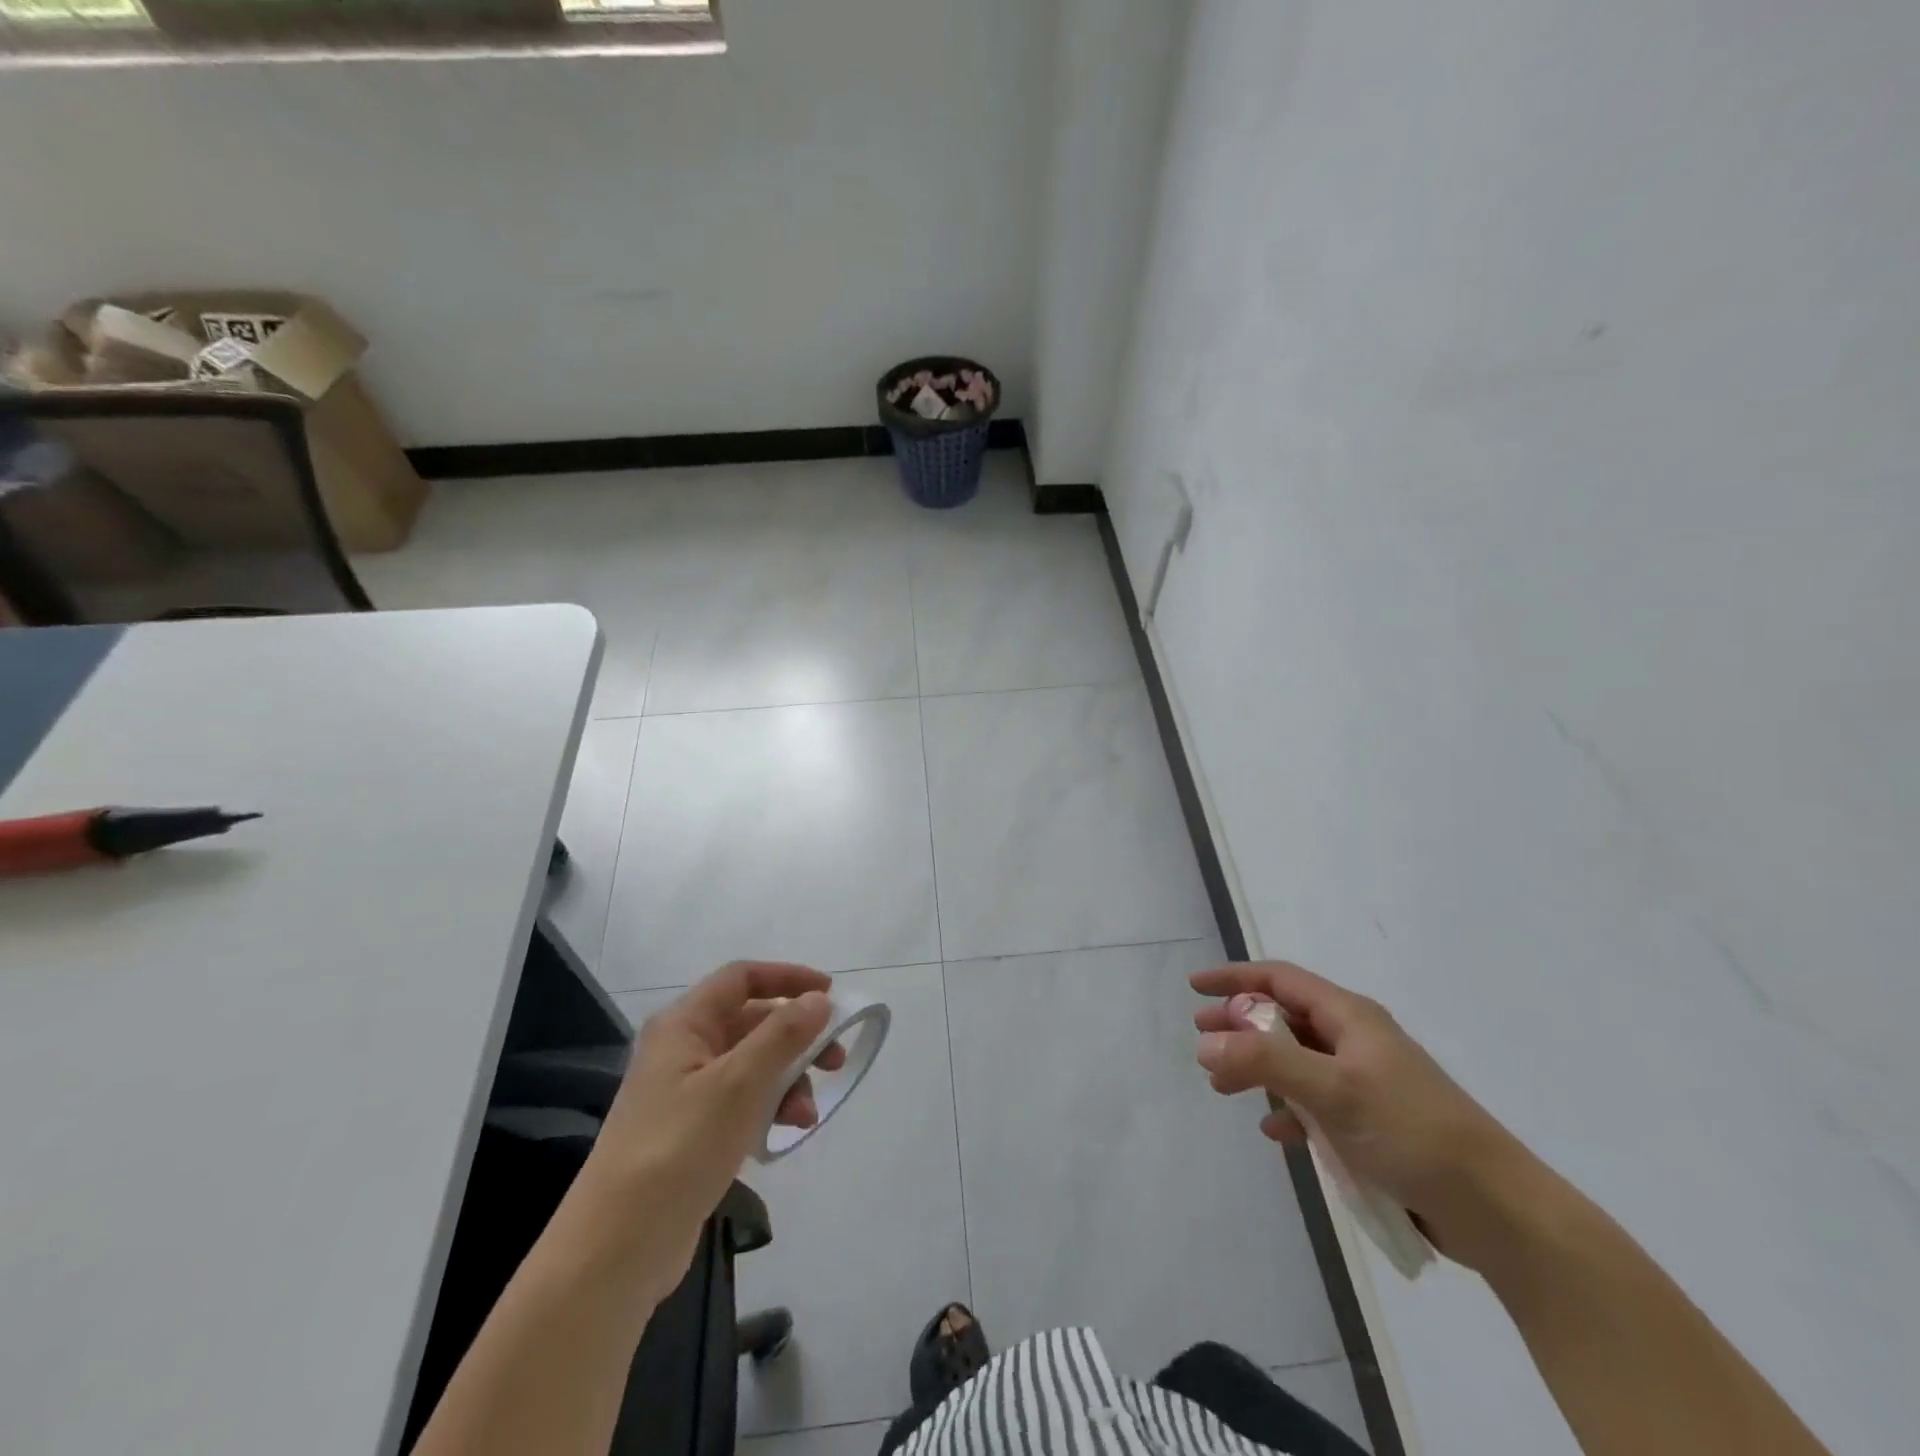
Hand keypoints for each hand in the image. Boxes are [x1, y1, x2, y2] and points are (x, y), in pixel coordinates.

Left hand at [578, 961, 847, 1281]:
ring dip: (787, 1079)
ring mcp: (684, 1092)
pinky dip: (769, 1107)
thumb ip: (783, 1035)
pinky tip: (785, 1132)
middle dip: (797, 1038)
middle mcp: (682, 1049)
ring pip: (751, 1064)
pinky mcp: (691, 1132)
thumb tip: (819, 999)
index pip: (741, 978)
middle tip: (835, 1060)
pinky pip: (742, 1100)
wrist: (617, 1250)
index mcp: (683, 1025)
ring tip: (806, 1115)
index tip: (830, 994)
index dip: (787, 978)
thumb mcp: (739, 1084)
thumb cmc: (678, 1149)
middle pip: (751, 1022)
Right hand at [1192, 961, 1534, 1268]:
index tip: (1195, 987)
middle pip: (1284, 1018)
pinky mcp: (1373, 1122)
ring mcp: (1366, 1081)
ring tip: (1223, 1088)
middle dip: (1240, 1025)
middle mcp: (1356, 1040)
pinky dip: (1289, 1109)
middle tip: (1201, 1038)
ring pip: (1297, 1061)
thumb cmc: (1411, 1133)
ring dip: (1258, 1069)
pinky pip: (1315, 1102)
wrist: (1496, 1209)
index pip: (1280, 979)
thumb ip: (1265, 1061)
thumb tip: (1205, 1044)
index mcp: (1350, 1017)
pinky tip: (1275, 1132)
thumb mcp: (1332, 1090)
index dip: (1235, 978)